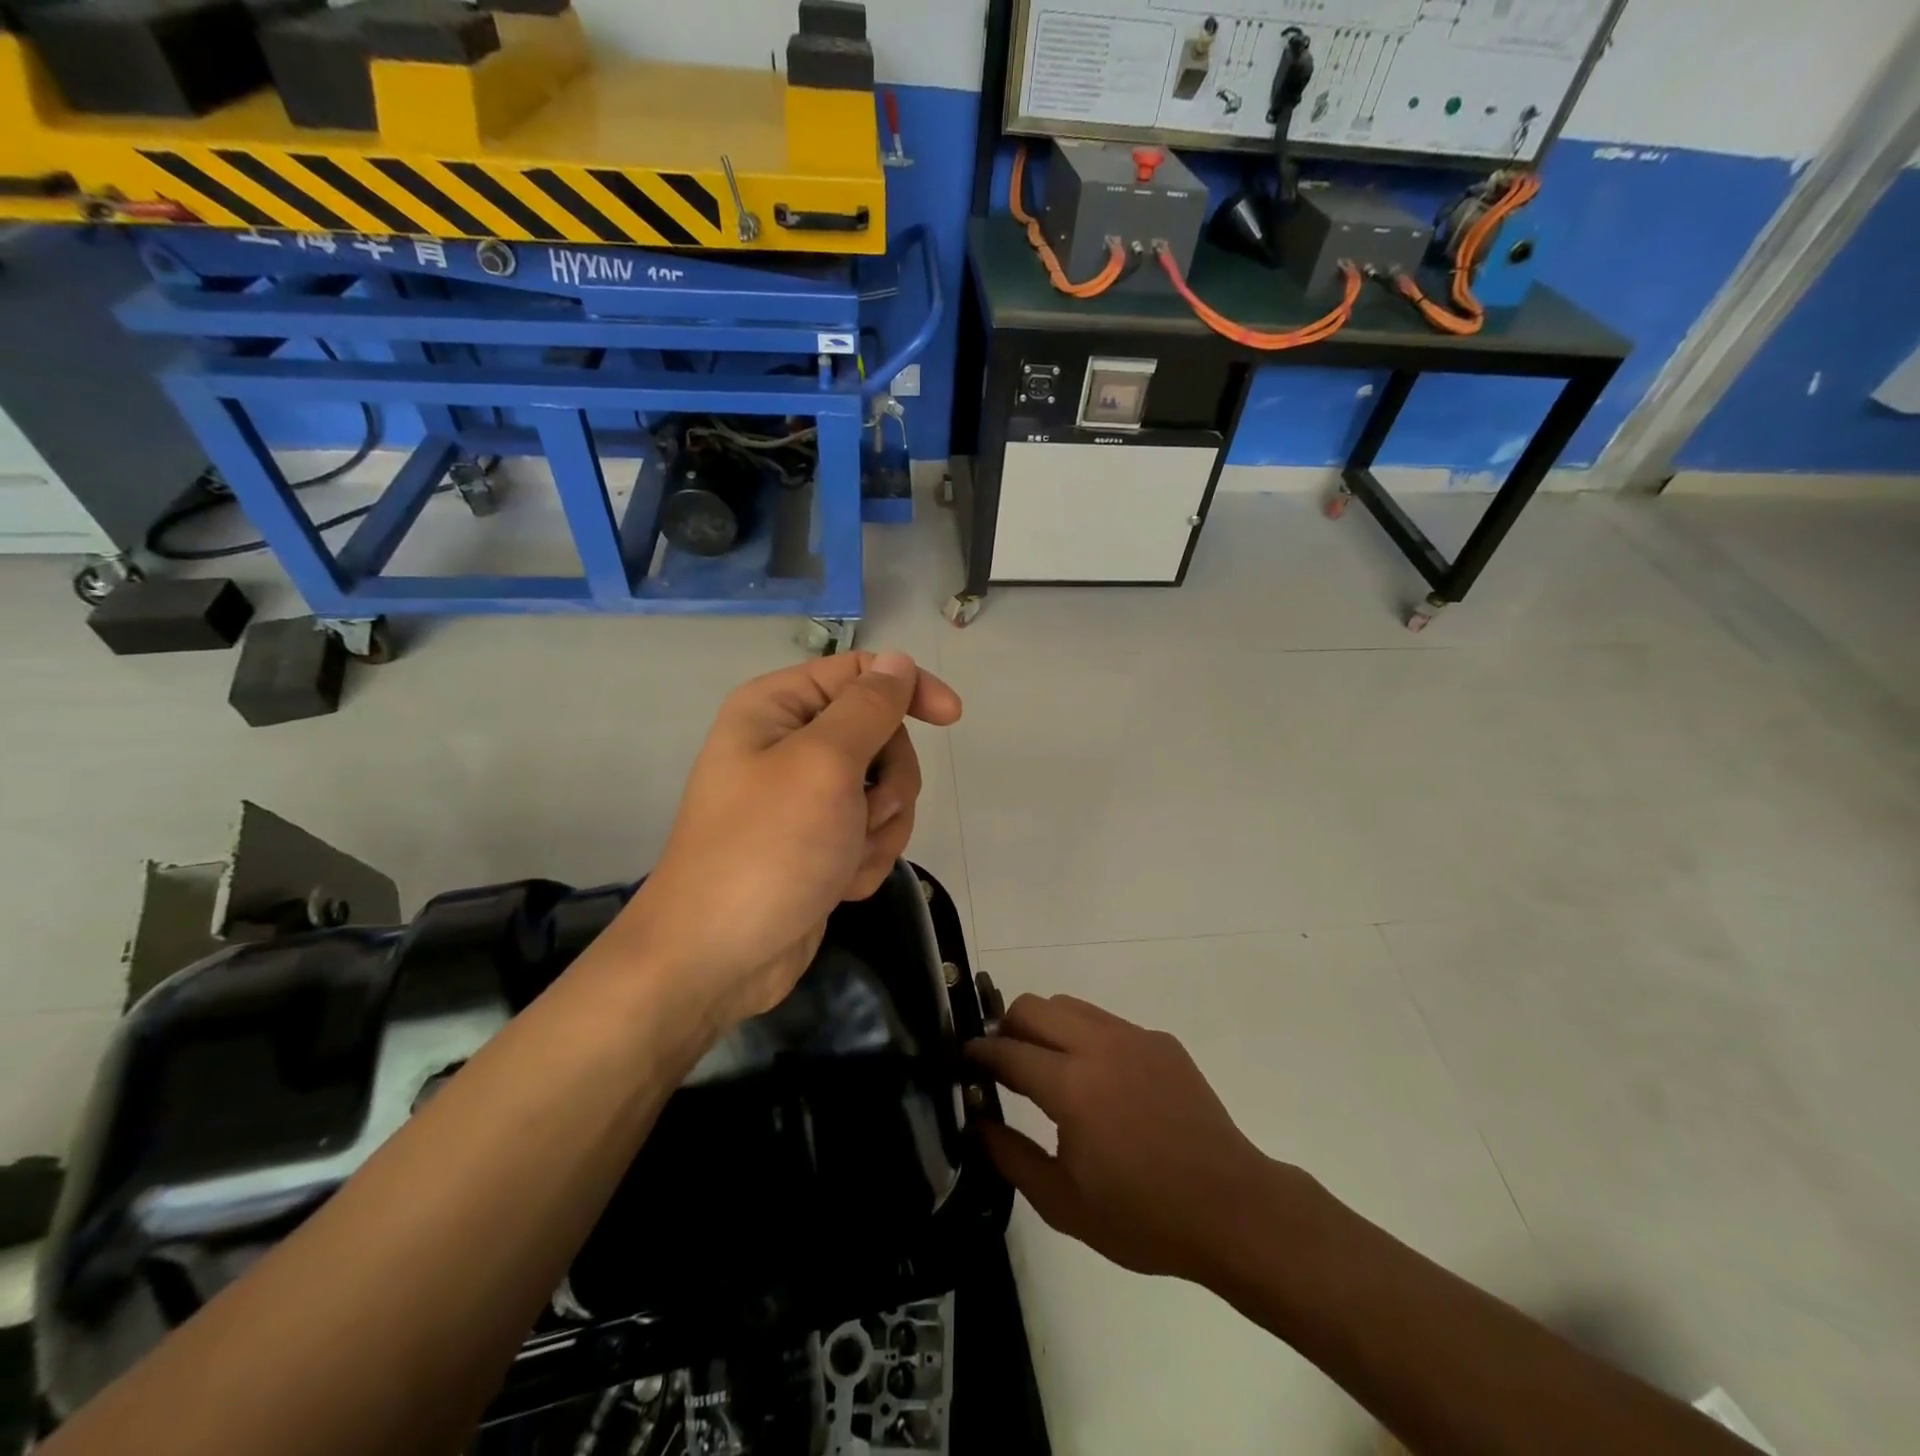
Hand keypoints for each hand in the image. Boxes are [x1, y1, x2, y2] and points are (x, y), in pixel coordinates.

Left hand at [602, 651, 961, 1029]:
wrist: (719, 958)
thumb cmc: (767, 849)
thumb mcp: (824, 765)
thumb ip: (868, 707)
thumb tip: (898, 661)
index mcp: (778, 708)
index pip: (860, 673)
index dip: (908, 688)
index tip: (951, 717)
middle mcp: (790, 744)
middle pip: (880, 736)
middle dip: (889, 782)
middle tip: (868, 813)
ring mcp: (804, 799)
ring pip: (884, 791)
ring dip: (880, 829)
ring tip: (847, 859)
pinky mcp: (818, 843)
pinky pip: (870, 834)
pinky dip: (866, 859)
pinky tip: (839, 885)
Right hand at [966, 994, 1282, 1284]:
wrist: (1233, 1209)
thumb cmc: (1144, 1217)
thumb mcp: (1064, 1204)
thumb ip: (1011, 1156)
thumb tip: (977, 1122)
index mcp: (1072, 1086)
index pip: (1007, 1050)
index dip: (979, 1053)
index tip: (965, 1061)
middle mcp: (1099, 1046)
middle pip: (1033, 1006)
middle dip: (1008, 1027)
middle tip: (1004, 1063)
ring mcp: (1134, 1037)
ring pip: (1069, 1005)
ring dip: (1046, 1025)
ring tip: (1048, 1066)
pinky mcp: (1161, 1041)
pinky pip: (1107, 1022)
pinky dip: (1086, 1037)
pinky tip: (1100, 1081)